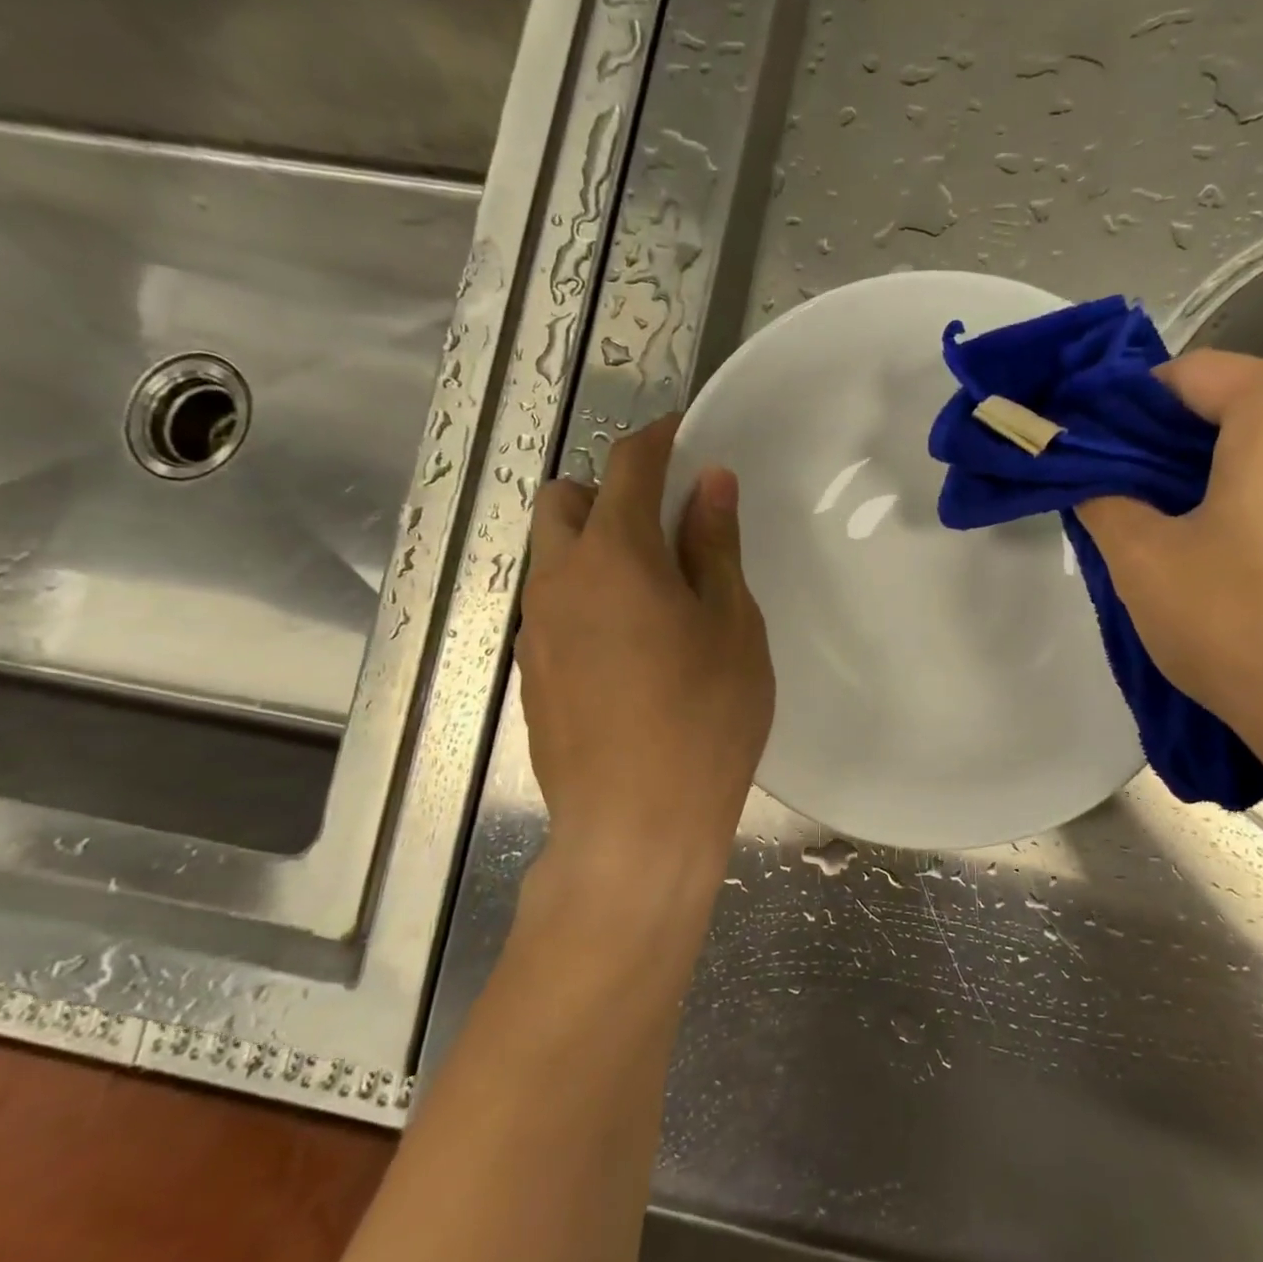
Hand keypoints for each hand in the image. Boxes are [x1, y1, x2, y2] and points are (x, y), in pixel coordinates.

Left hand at [516, 417, 773, 869]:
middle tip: (664, 529)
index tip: (684, 435)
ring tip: (651, 594)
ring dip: (592, 546)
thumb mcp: (732, 626)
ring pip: (551, 555)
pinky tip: (628, 648)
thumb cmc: (705, 719)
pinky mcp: (531, 672)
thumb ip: (715, 546)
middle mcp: (559, 579)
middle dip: (608, 493)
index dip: (658, 439)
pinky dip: (584, 597)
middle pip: (563, 500)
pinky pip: (552, 606)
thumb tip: (710, 483)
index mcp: (614, 555)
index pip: (627, 464)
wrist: (635, 826)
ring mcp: (536, 629)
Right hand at [1077, 348, 1262, 795]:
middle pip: (1246, 396)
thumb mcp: (1144, 565)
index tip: (1103, 465)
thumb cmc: (1250, 630)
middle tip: (1152, 505)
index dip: (1130, 416)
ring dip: (1241, 463)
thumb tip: (1092, 479)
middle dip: (1188, 439)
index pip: (1184, 376)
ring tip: (1209, 534)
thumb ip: (1104, 501)